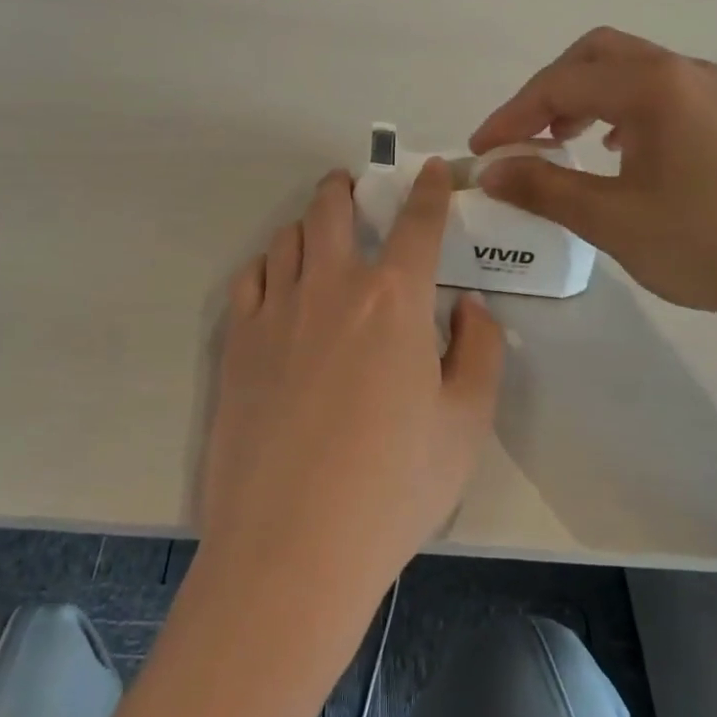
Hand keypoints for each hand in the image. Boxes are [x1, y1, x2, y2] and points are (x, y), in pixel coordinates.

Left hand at [198, 163, 504, 613]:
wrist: (292, 546)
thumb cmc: (393, 488)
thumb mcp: (465, 425)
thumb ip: (479, 353)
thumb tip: (470, 309)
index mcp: (394, 301)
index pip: (418, 224)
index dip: (430, 190)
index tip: (433, 171)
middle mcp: (332, 287)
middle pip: (332, 210)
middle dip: (346, 188)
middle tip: (353, 187)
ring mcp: (276, 312)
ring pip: (287, 239)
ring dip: (308, 226)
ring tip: (319, 238)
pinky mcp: (237, 343)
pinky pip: (250, 279)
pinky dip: (269, 267)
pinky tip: (279, 285)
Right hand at [471, 27, 716, 326]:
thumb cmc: (710, 243)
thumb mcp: (614, 221)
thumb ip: (545, 188)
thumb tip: (491, 171)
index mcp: (653, 86)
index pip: (561, 83)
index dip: (511, 114)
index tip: (480, 151)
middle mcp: (684, 71)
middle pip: (597, 55)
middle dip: (548, 90)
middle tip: (523, 136)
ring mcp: (714, 91)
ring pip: (631, 70)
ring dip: (585, 96)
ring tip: (562, 142)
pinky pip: (660, 92)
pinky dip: (621, 109)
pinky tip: (618, 152)